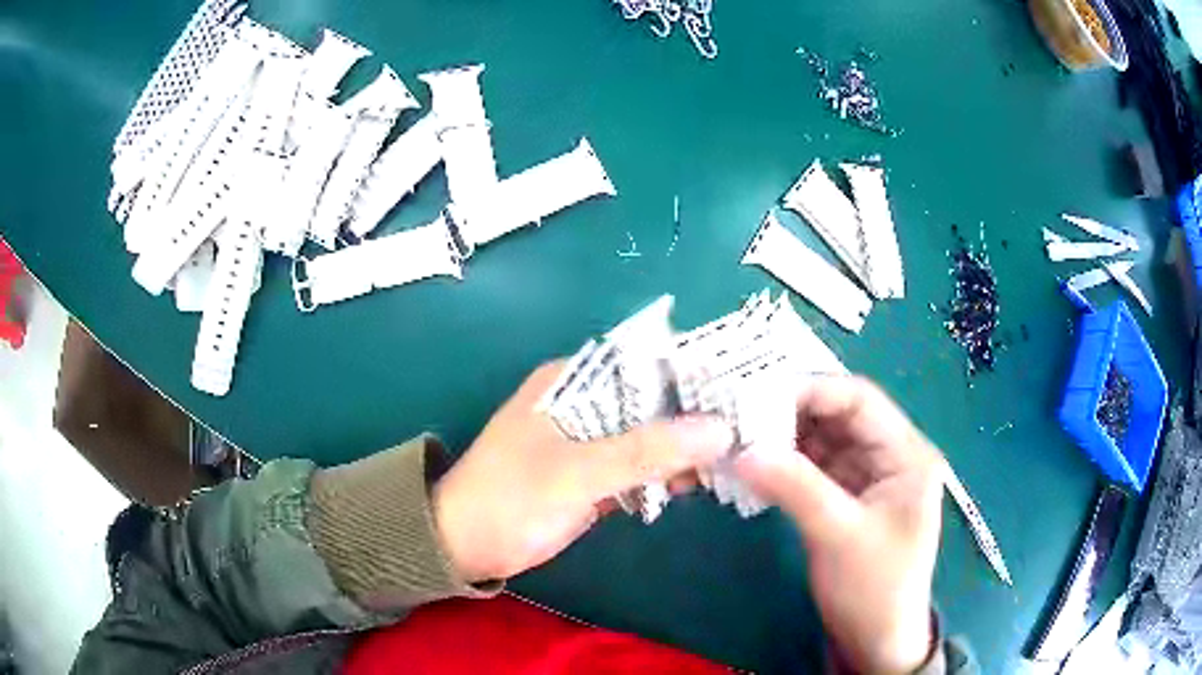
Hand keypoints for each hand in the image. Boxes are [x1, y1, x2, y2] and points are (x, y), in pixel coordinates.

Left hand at [433, 362, 734, 582]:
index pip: (645, 362)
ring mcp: (591, 441)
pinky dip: (665, 475)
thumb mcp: (575, 472)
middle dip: (697, 415)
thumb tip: (720, 429)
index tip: (741, 387)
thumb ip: (646, 450)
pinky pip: (640, 467)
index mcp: (573, 381)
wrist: (466, 545)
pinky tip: (696, 485)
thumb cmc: (510, 498)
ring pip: (651, 436)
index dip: (693, 371)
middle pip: (654, 401)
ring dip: (685, 449)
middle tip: (749, 429)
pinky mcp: (594, 475)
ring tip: (733, 460)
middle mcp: (586, 403)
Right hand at [734, 376, 943, 674]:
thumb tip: (741, 449)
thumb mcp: (838, 536)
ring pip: (822, 441)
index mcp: (907, 455)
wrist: (874, 642)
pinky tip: (754, 465)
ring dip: (784, 438)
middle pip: (839, 417)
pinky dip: (785, 464)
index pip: (860, 401)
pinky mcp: (846, 498)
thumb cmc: (873, 589)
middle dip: (791, 413)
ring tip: (739, 436)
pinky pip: (813, 468)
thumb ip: (795, 487)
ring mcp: (867, 478)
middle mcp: (890, 456)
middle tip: (739, 414)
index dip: (811, 390)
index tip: (757, 394)